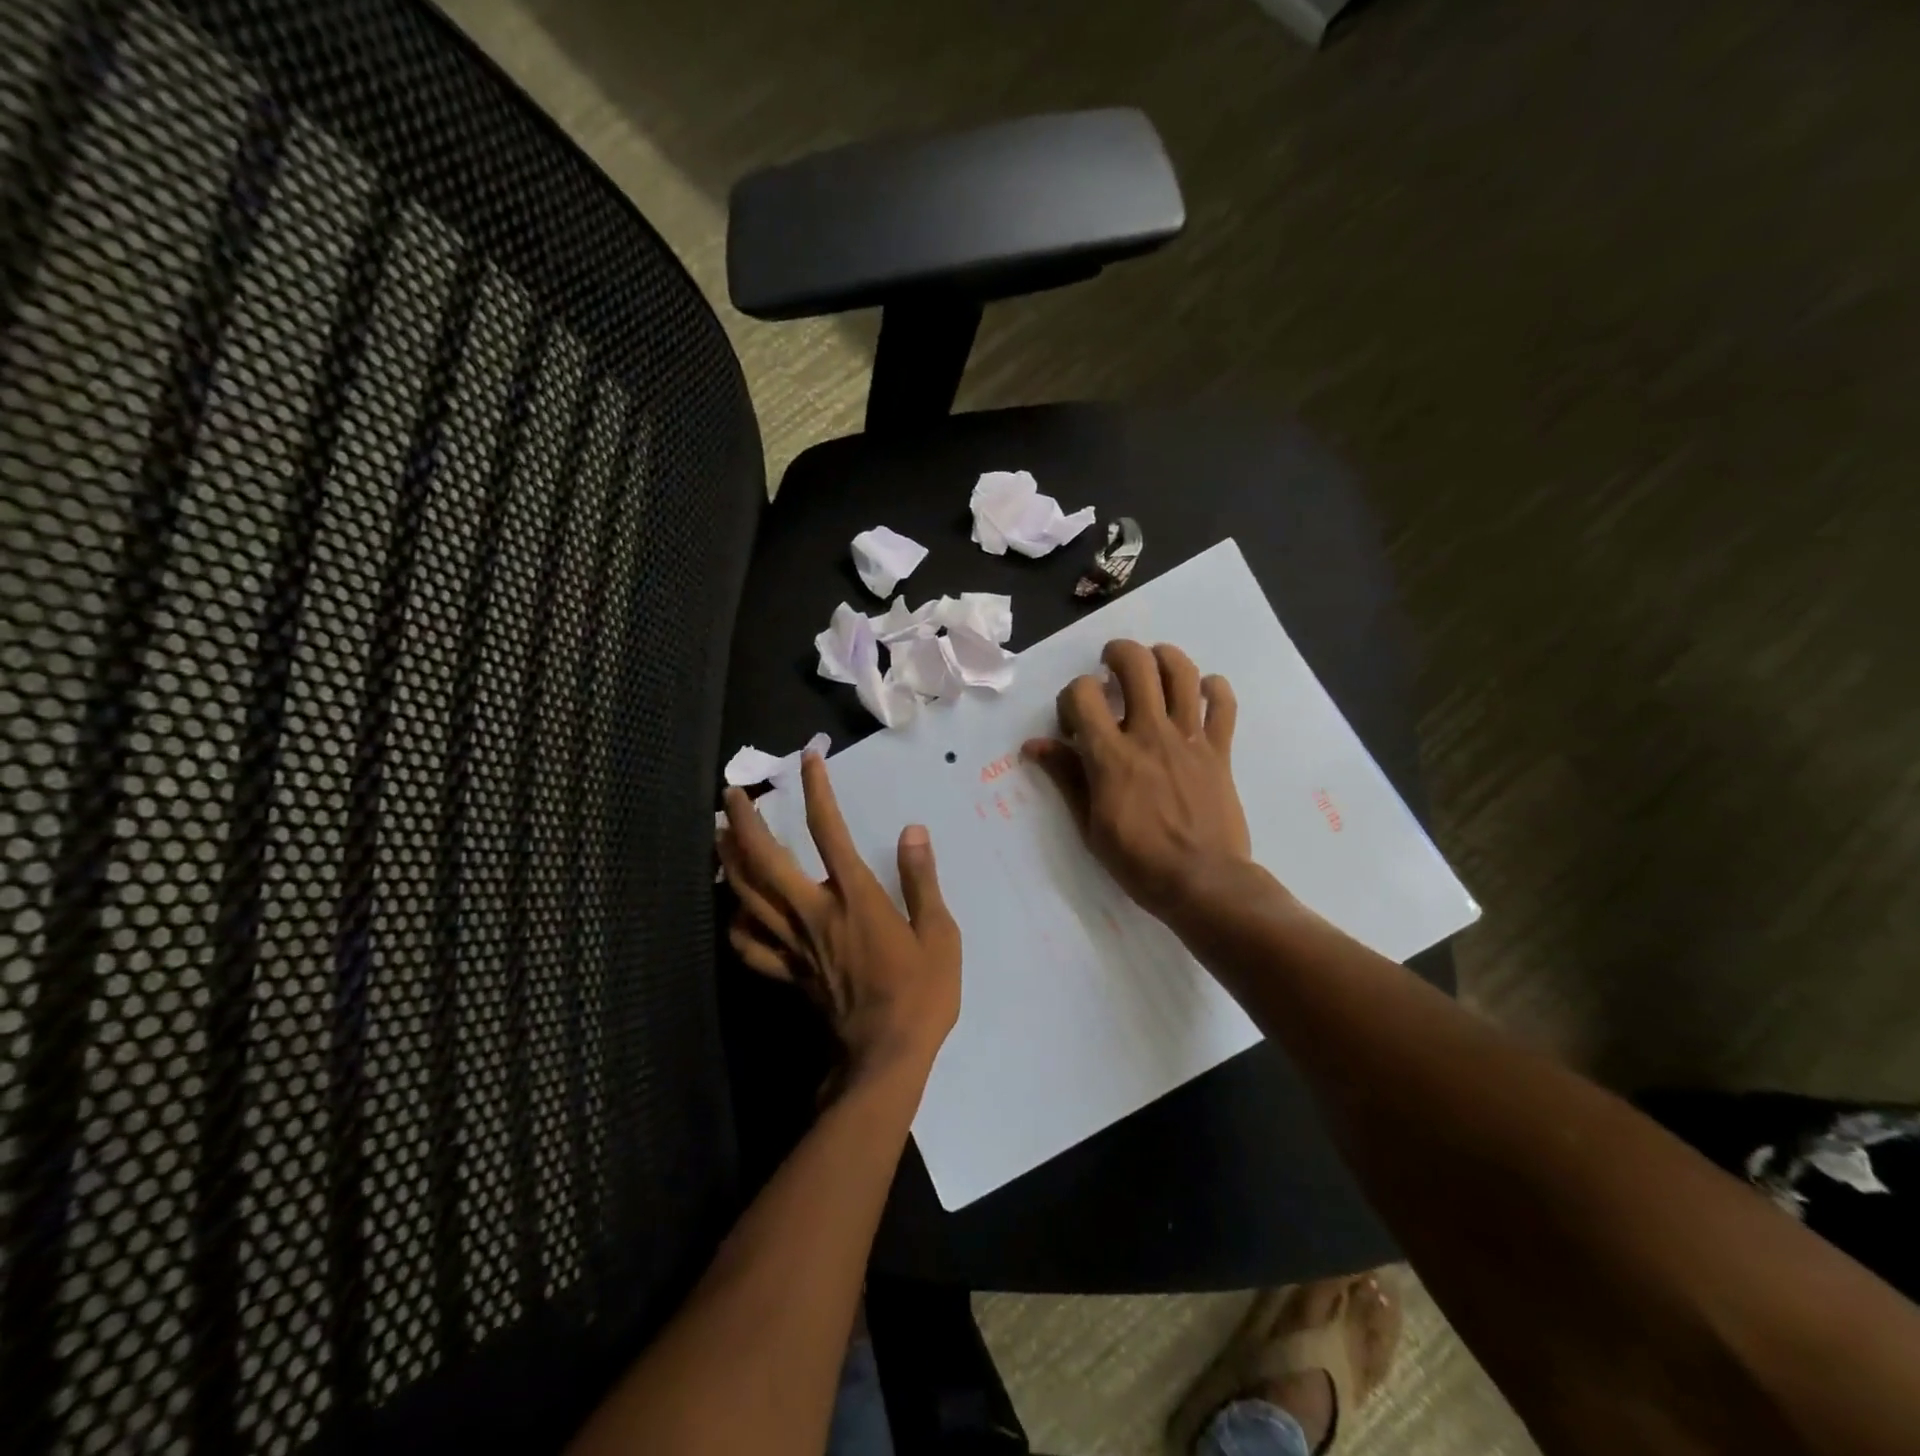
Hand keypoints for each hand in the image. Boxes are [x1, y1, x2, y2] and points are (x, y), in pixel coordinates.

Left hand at [720, 754, 961, 1080]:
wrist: (884, 1058)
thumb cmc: (920, 993)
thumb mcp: (939, 934)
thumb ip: (922, 880)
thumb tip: (913, 831)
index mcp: (854, 898)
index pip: (828, 831)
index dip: (817, 790)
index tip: (808, 759)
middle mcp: (814, 913)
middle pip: (766, 860)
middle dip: (745, 823)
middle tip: (729, 795)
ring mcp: (794, 945)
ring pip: (748, 896)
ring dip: (729, 861)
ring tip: (718, 835)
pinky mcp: (788, 973)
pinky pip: (751, 945)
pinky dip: (737, 924)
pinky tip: (734, 911)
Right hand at [1023, 640, 1251, 921]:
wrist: (1203, 882)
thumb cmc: (1138, 861)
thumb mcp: (1090, 825)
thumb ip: (1066, 777)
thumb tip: (1033, 745)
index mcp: (1111, 755)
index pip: (1083, 694)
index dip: (1072, 697)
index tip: (1074, 724)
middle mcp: (1149, 734)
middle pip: (1136, 665)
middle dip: (1118, 654)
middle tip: (1110, 668)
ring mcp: (1188, 738)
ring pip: (1181, 672)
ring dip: (1163, 657)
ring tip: (1153, 665)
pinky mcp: (1219, 749)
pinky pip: (1223, 704)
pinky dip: (1213, 688)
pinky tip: (1201, 692)